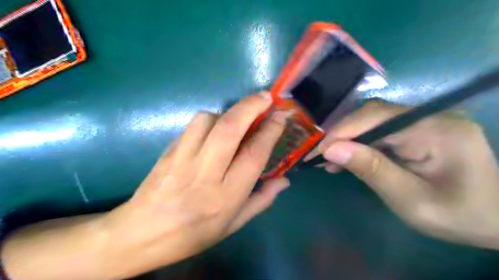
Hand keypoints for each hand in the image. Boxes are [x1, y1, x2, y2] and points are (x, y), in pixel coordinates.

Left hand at [101, 92, 288, 277]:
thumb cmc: (194, 233)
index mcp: (226, 196)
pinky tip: (212, 130)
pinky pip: (191, 126)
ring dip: (226, 113)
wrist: (141, 234)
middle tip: (265, 97)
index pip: (253, 155)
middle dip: (250, 107)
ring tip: (235, 119)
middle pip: (229, 129)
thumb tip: (284, 180)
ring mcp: (182, 159)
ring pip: (206, 121)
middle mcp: (205, 174)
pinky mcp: (168, 151)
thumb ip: (262, 200)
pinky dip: (208, 121)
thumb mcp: (234, 224)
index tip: (279, 116)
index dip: (270, 131)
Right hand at [308, 101, 498, 249]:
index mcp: (435, 129)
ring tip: (328, 160)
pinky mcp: (416, 131)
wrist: (495, 219)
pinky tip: (346, 158)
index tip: (318, 151)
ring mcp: (423, 122)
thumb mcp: (410, 199)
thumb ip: (372, 170)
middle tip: (319, 155)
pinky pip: (380, 131)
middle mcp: (429, 116)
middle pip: (372, 115)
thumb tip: (331, 150)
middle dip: (341, 135)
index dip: (342, 131)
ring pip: (372, 122)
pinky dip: (359, 144)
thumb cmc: (457, 215)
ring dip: (347, 139)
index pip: (377, 117)